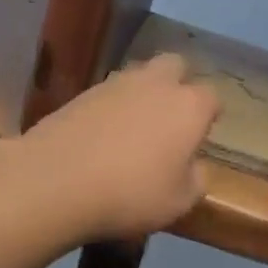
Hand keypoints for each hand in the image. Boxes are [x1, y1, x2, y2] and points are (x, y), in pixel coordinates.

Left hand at [23, 54, 221, 240]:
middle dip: (178, 83)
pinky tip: (104, 133)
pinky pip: (108, 93)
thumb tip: (193, 166)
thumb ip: (196, 179)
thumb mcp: (179, 202)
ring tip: (135, 126)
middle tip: (171, 116)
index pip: (211, 97)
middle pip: (175, 65)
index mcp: (188, 106)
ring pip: (139, 75)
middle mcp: (155, 84)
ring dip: (143, 92)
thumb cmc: (131, 194)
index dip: (210, 114)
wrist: (55, 181)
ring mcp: (115, 84)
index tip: (203, 134)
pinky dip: (112, 106)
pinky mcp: (81, 93)